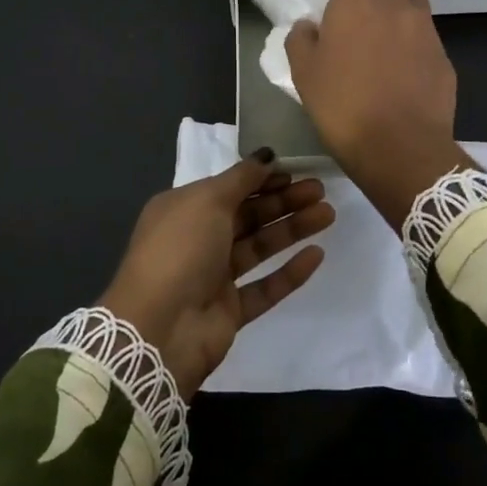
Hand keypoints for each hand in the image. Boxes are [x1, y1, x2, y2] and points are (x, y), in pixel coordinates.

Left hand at [99, 150, 332, 394]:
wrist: (159, 329)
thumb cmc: (180, 250)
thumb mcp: (206, 200)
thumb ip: (241, 178)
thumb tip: (267, 156)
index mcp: (183, 209)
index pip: (229, 188)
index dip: (262, 179)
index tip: (295, 171)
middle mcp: (197, 239)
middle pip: (248, 215)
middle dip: (283, 201)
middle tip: (320, 189)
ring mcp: (213, 277)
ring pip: (259, 247)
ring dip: (292, 229)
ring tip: (328, 214)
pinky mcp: (230, 310)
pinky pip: (265, 287)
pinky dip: (289, 271)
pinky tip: (317, 255)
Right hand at [285, 0, 471, 230]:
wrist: (399, 146)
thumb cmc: (342, 107)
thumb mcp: (303, 75)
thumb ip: (301, 41)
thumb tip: (307, 26)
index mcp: (353, 5)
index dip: (342, 1)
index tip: (337, 23)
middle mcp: (392, 5)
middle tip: (371, 7)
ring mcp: (424, 28)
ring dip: (403, 6)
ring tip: (390, 38)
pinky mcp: (444, 55)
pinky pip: (429, 37)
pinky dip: (418, 44)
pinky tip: (408, 71)